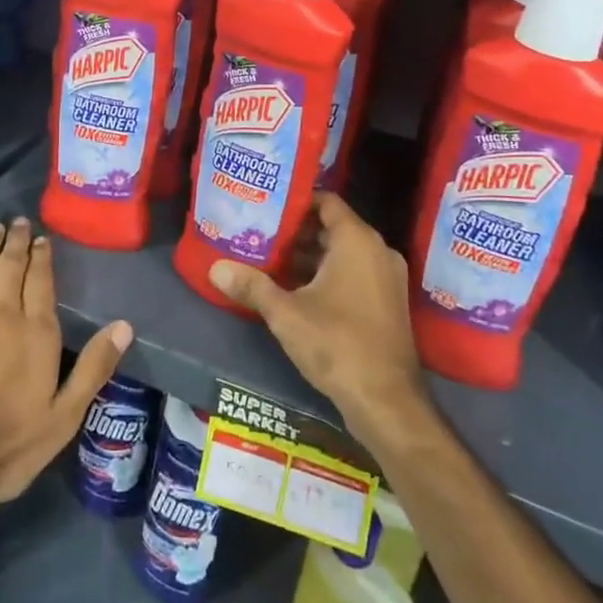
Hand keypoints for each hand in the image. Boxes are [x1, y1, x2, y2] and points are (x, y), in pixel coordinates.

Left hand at [0, 219, 131, 532]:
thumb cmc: (7, 448)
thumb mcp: (63, 417)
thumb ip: (94, 368)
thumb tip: (125, 326)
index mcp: (36, 332)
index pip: (40, 279)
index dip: (42, 255)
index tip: (43, 239)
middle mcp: (1, 314)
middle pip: (9, 265)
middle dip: (16, 241)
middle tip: (18, 222)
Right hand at [208, 193, 427, 442]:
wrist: (387, 401)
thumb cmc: (337, 343)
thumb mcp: (286, 314)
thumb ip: (252, 286)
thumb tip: (215, 268)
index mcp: (357, 241)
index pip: (326, 201)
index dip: (296, 200)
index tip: (266, 205)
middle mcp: (378, 251)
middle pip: (332, 227)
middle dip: (296, 231)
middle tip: (260, 233)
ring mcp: (386, 278)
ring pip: (343, 253)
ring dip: (309, 256)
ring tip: (269, 260)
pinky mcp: (387, 303)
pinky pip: (354, 274)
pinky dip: (327, 275)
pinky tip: (295, 290)